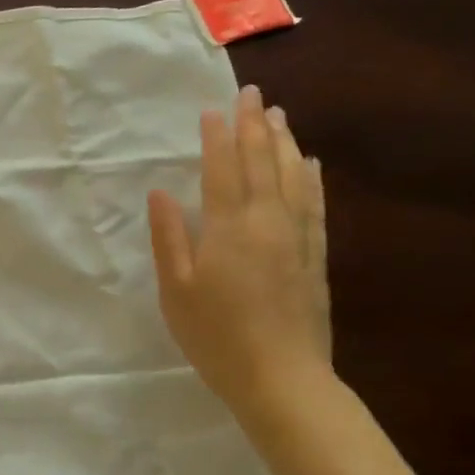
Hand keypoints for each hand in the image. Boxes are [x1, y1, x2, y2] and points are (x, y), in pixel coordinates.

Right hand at [148, 86, 331, 427]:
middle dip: (254, 125)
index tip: (213, 108)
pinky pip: (314, 205)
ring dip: (284, 142)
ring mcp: (297, 237)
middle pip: (261, 162)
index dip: (217, 136)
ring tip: (279, 115)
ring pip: (292, 176)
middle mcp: (267, 221)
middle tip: (251, 93)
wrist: (283, 381)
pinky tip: (310, 164)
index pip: (222, 168)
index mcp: (229, 227)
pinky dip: (311, 179)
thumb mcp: (177, 291)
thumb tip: (160, 192)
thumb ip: (170, 237)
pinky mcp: (315, 257)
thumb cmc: (217, 337)